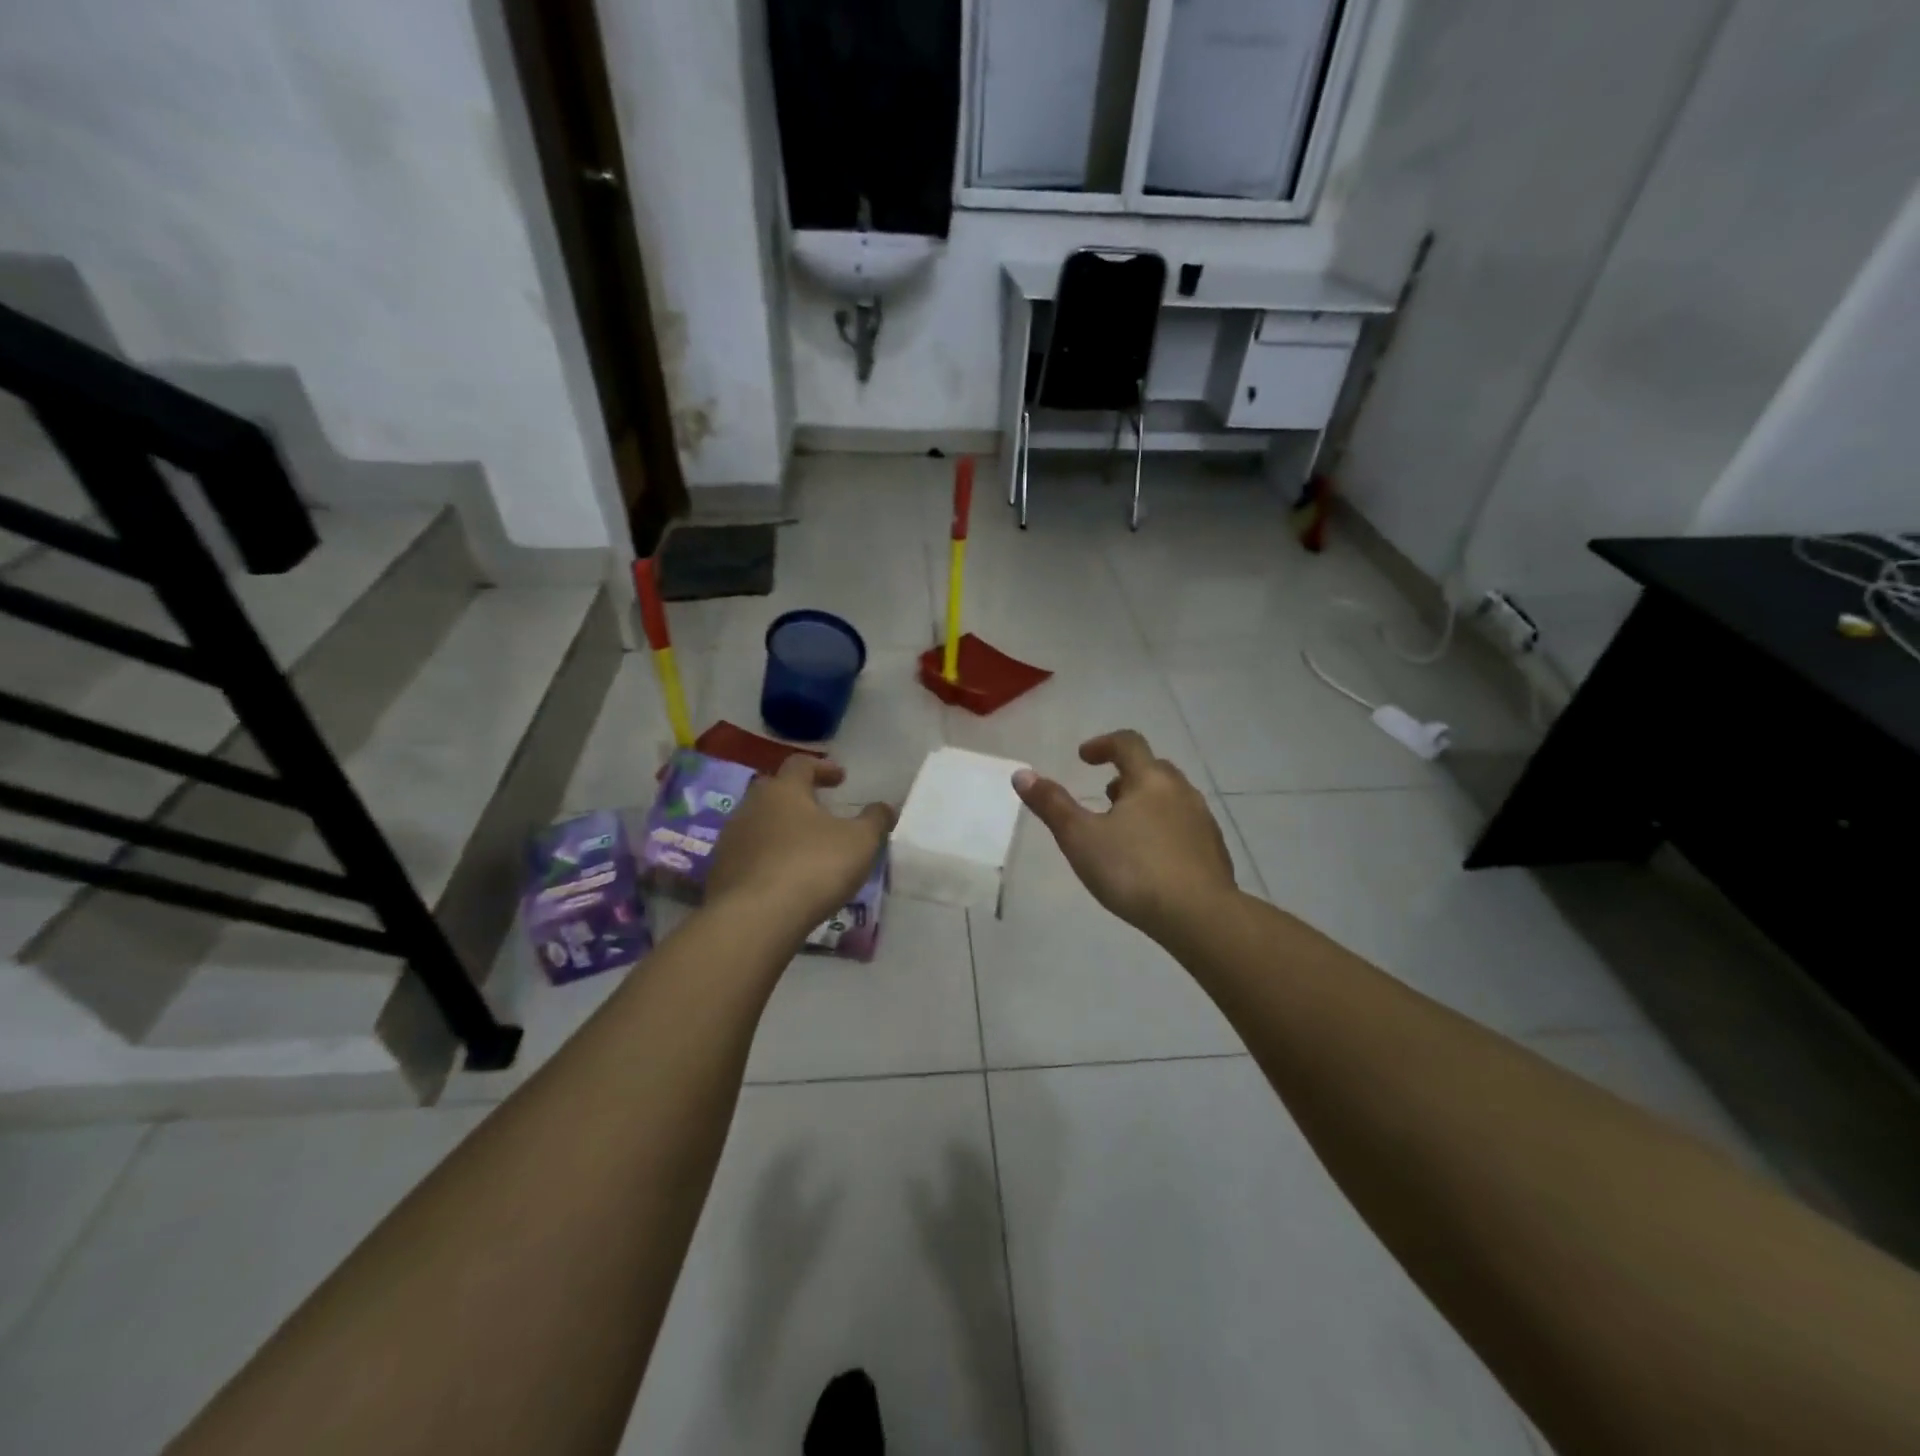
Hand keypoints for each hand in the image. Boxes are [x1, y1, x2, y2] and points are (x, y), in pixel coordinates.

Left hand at [706, 757, 894, 936]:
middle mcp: (751, 806)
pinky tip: (782, 877)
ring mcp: (730, 839)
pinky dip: (766, 858)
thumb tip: (885, 807)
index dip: (823, 768)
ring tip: (802, 847)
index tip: (840, 778)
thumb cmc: (813, 867)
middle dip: (797, 797)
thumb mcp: (859, 842)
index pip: (801, 764)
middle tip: (818, 810)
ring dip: (780, 829)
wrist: (754, 919)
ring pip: (758, 823)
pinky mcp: (719, 872)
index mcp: (784, 790)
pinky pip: (748, 855)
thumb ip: (874, 820)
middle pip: (774, 791)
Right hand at [1013, 730, 1236, 940]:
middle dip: (1126, 776)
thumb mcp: (1080, 838)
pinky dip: (1164, 829)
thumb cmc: (1133, 871)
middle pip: (1153, 769)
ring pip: (1171, 799)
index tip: (1083, 758)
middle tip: (1104, 796)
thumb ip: (1052, 805)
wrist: (1200, 916)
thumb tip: (1021, 774)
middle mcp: (1181, 791)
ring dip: (1146, 803)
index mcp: (1150, 780)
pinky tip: (1152, 860)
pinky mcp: (1214, 851)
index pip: (1128, 744)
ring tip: (1124, 830)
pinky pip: (1185, 826)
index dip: (1103, 745)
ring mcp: (1203, 821)